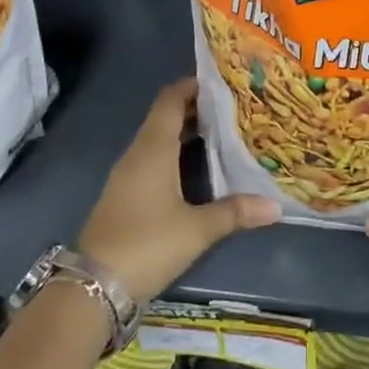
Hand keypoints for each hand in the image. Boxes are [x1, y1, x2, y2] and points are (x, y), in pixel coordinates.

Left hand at [78, 79, 279, 304]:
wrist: (93, 287)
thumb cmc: (147, 244)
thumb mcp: (197, 229)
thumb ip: (235, 212)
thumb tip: (275, 206)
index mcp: (153, 149)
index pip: (171, 100)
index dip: (193, 85)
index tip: (224, 82)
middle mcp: (138, 153)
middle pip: (165, 116)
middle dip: (197, 109)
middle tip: (234, 108)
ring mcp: (127, 175)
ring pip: (158, 139)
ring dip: (186, 132)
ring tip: (223, 133)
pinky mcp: (124, 195)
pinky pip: (152, 159)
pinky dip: (175, 153)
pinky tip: (197, 168)